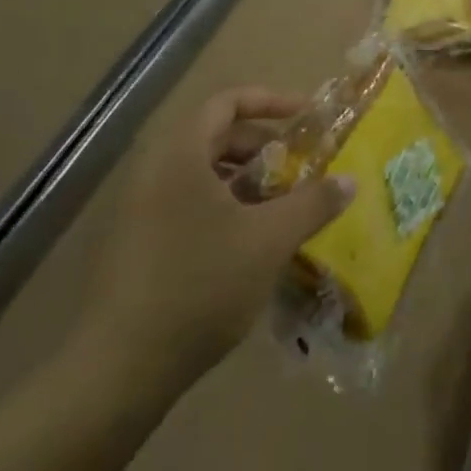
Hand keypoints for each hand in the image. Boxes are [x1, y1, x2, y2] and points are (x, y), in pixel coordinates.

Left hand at [72, 88, 352, 398]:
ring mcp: (141, 210)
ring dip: (249, 181)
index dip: (271, 101)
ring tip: (284, 206)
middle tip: (301, 168)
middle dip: (265, 147)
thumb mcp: (269, 240)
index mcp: (180, 155)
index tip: (307, 117)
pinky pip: (189, 205)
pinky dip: (227, 208)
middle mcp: (155, 172)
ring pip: (204, 175)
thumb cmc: (200, 284)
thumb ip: (313, 203)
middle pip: (216, 137)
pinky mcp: (139, 245)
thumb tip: (350, 181)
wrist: (120, 369)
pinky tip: (254, 242)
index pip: (227, 102)